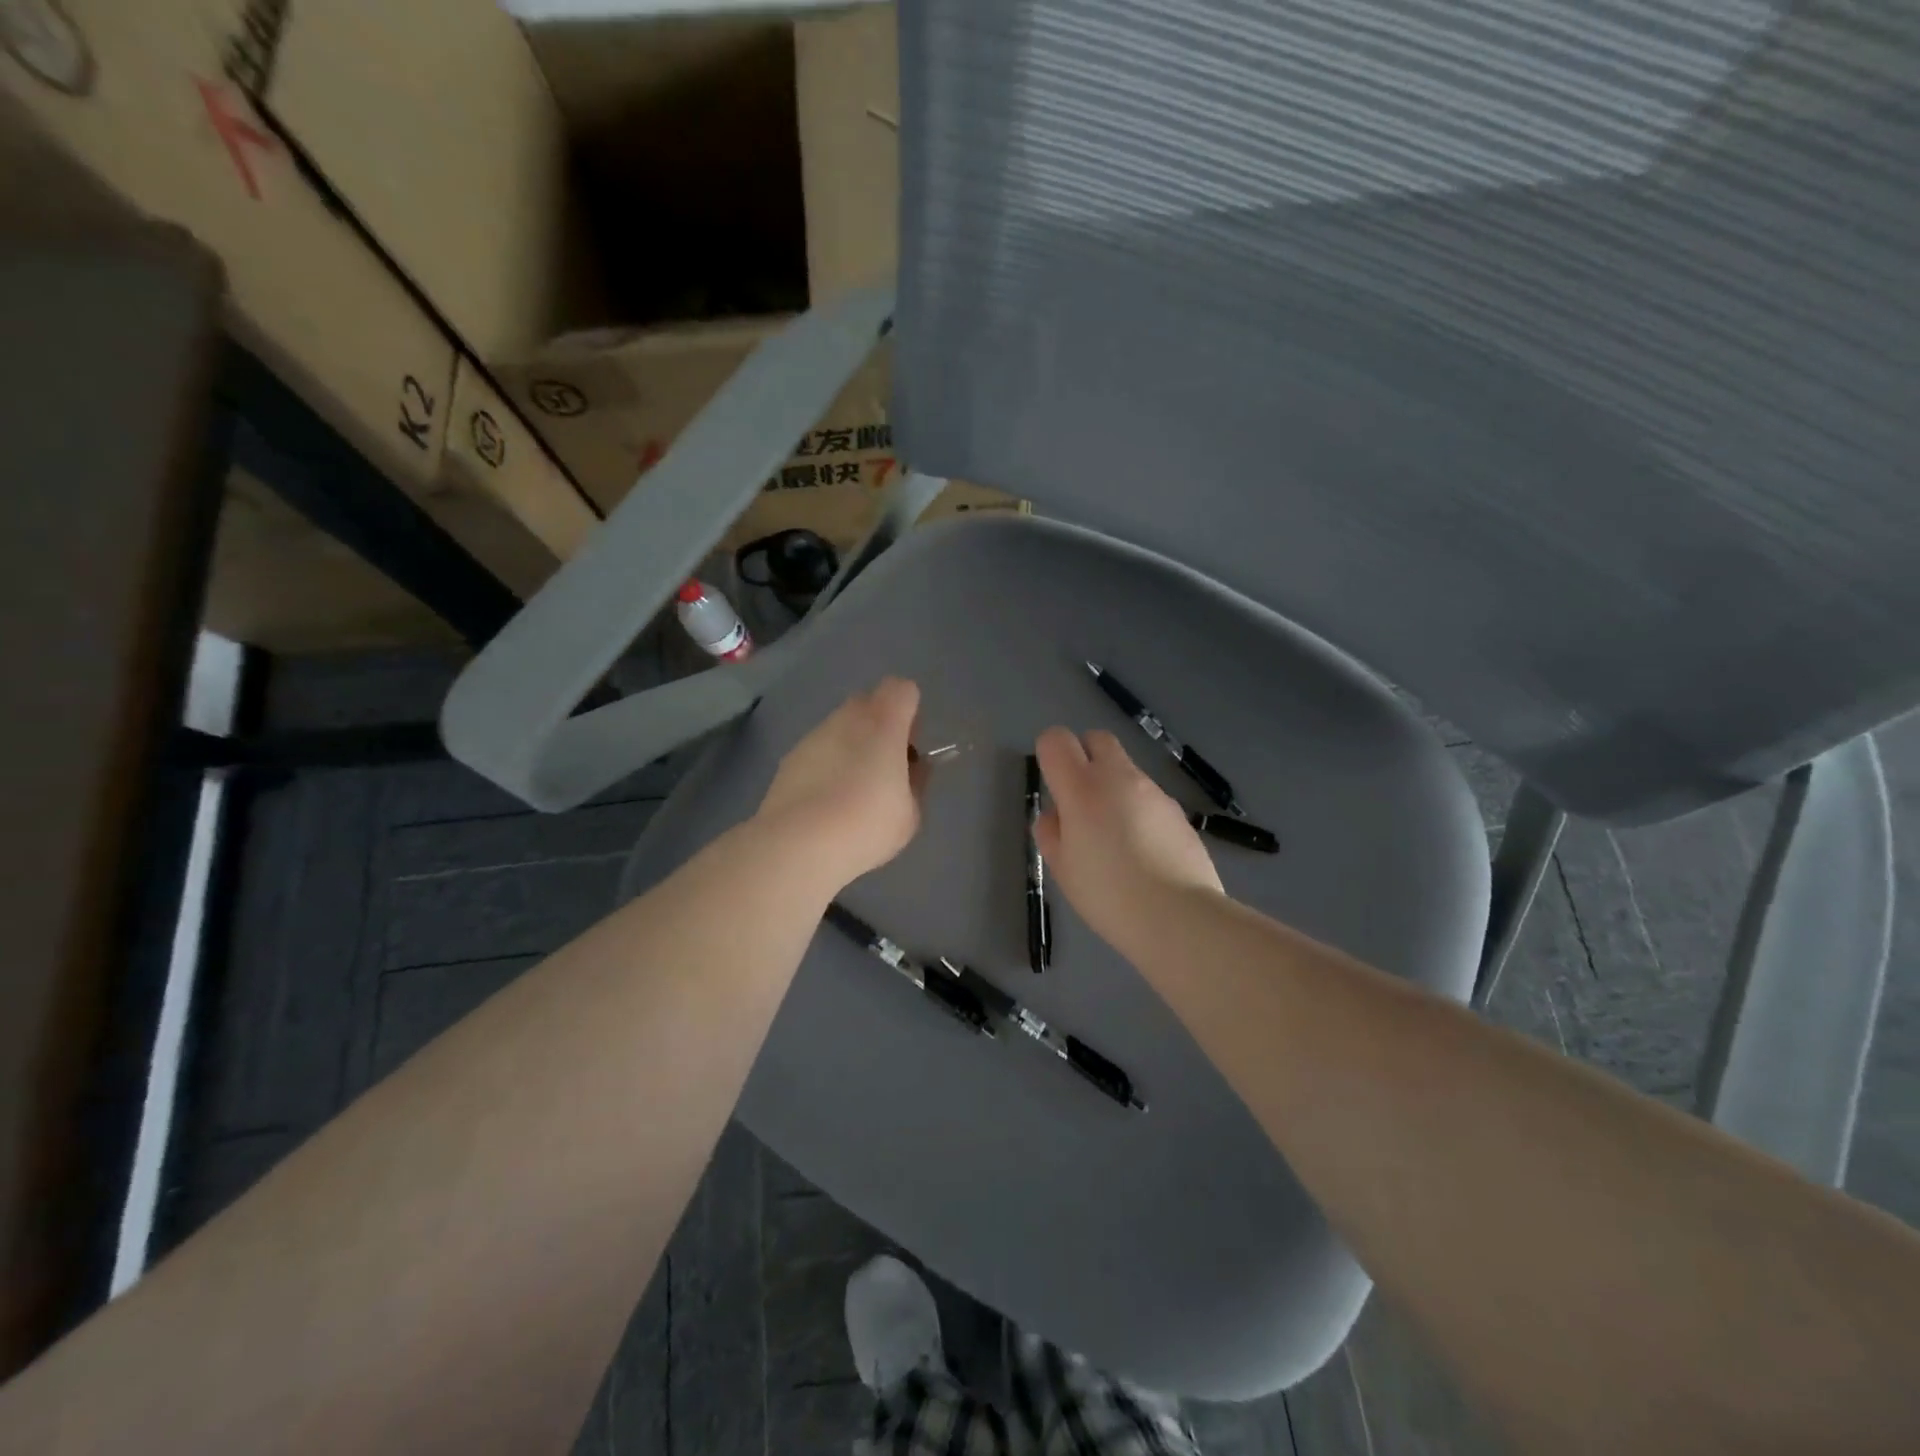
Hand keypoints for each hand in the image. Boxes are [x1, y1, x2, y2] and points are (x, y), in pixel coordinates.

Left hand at [756, 678, 926, 891]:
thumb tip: (913, 768)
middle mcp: (847, 718)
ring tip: (852, 791)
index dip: (910, 712)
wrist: (798, 844)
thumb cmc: (866, 824)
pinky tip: (825, 803)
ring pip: (840, 727)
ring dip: (851, 746)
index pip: (902, 689)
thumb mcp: (910, 813)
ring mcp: (813, 736)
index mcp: (884, 723)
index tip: (909, 746)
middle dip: (880, 726)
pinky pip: (818, 750)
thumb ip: (916, 782)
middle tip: (884, 767)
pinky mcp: (789, 758)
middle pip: (868, 703)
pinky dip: (826, 765)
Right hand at [1033, 727, 1223, 950]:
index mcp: (1082, 787)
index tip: (1053, 787)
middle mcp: (1119, 777)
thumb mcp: (1062, 869)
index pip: (1056, 740)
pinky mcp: (1178, 811)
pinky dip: (1139, 811)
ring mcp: (1154, 791)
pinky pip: (1149, 798)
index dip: (1049, 755)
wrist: (1179, 916)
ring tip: (1116, 839)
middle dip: (1084, 756)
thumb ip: (1051, 833)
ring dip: (1114, 788)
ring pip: (1126, 770)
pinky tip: (1144, 853)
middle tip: (1080, 800)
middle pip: (1097, 738)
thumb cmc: (1108, 894)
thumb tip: (1058, 815)